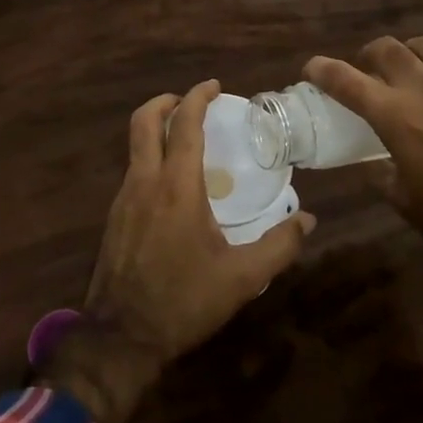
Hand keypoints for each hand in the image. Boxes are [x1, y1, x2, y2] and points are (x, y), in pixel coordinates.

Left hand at [42, 80, 313, 422]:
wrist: (121, 336)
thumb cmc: (184, 301)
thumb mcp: (242, 278)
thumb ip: (279, 246)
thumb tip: (309, 221)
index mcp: (177, 187)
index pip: (185, 125)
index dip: (198, 98)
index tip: (214, 86)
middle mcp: (145, 181)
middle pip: (144, 121)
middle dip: (165, 101)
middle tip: (190, 101)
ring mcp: (123, 198)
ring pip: (134, 145)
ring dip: (156, 129)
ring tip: (185, 140)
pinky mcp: (113, 216)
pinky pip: (132, 170)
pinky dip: (150, 157)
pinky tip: (170, 183)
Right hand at [303, 36, 422, 279]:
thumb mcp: (404, 200)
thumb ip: (382, 172)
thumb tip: (372, 161)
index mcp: (395, 117)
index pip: (346, 80)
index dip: (323, 70)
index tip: (312, 68)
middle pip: (387, 48)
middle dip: (370, 54)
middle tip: (369, 68)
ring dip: (414, 54)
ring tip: (416, 68)